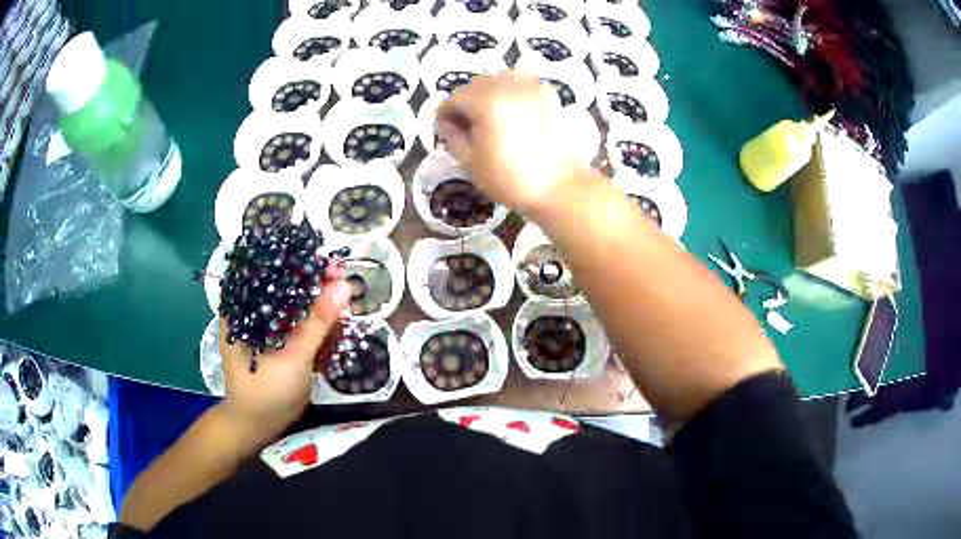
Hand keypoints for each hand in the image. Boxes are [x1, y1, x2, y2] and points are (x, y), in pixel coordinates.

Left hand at [218, 275, 349, 447]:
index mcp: (241, 306)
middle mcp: (249, 309)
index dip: (297, 262)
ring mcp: (263, 326)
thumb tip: (344, 285)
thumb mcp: (293, 356)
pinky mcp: (276, 340)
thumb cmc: (266, 392)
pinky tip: (335, 317)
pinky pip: (296, 321)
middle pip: (283, 284)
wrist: (259, 426)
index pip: (268, 269)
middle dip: (312, 281)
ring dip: (317, 299)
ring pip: (291, 302)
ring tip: (344, 296)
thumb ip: (318, 322)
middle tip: (342, 280)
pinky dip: (315, 318)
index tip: (327, 262)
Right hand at [436, 70, 587, 213]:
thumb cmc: (510, 179)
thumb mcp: (471, 162)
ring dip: (489, 94)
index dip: (445, 117)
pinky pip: (523, 83)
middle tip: (467, 128)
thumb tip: (449, 126)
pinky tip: (513, 112)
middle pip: (476, 85)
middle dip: (466, 103)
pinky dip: (512, 92)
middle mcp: (507, 86)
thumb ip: (453, 138)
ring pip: (499, 79)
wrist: (558, 187)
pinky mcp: (548, 96)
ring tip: (490, 118)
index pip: (453, 99)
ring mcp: (531, 88)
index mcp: (486, 101)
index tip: (446, 134)